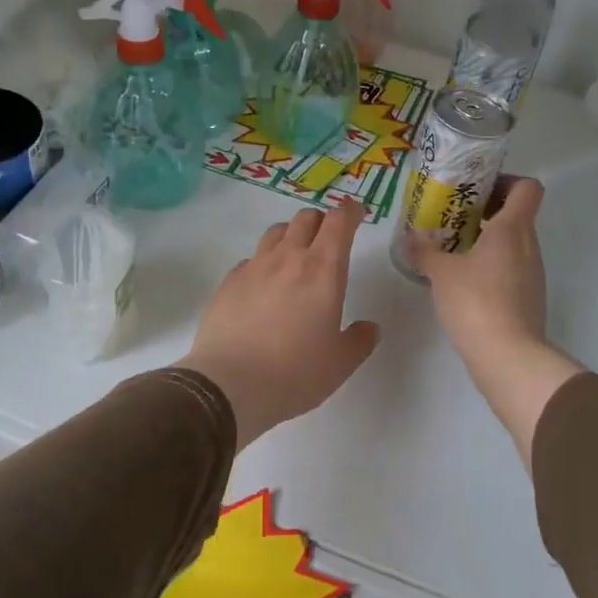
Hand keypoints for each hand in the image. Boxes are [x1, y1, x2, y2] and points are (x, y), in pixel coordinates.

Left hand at [182, 204, 379, 448]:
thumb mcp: (340, 364)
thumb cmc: (295, 373)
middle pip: (305, 218)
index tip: (357, 213)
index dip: (350, 211)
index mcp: (323, 270)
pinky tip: (263, 286)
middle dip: (321, 221)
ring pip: (275, 232)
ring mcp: (253, 267)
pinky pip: (250, 259)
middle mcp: (288, 258)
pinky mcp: (228, 282)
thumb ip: (359, 340)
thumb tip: (369, 328)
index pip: (339, 221)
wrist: (228, 386)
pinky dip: (263, 263)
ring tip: (295, 256)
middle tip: (328, 238)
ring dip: (291, 235)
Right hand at [413, 177, 582, 463]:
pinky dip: (489, 266)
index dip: (506, 181)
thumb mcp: (441, 273)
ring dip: (485, 240)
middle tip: (451, 216)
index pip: (526, 188)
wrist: (508, 357)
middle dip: (485, 211)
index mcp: (513, 229)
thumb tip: (409, 239)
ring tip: (451, 248)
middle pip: (516, 214)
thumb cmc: (476, 302)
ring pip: (512, 243)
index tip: (476, 188)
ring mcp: (532, 274)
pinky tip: (461, 280)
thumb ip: (425, 252)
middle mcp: (529, 246)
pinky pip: (509, 269)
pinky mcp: (527, 299)